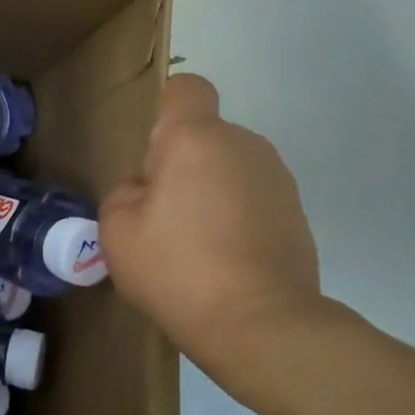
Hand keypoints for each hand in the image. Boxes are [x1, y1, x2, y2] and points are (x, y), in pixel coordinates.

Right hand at [100, 74, 329, 385]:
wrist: (259, 324)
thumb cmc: (177, 269)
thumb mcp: (117, 231)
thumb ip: (124, 193)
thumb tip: (146, 189)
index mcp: (196, 140)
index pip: (186, 90)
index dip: (166, 108)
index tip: (152, 152)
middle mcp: (244, 145)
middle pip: (205, 136)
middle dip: (180, 164)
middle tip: (160, 216)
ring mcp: (277, 179)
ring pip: (229, 168)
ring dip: (209, 191)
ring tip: (193, 245)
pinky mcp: (297, 214)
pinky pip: (252, 199)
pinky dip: (235, 218)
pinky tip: (223, 261)